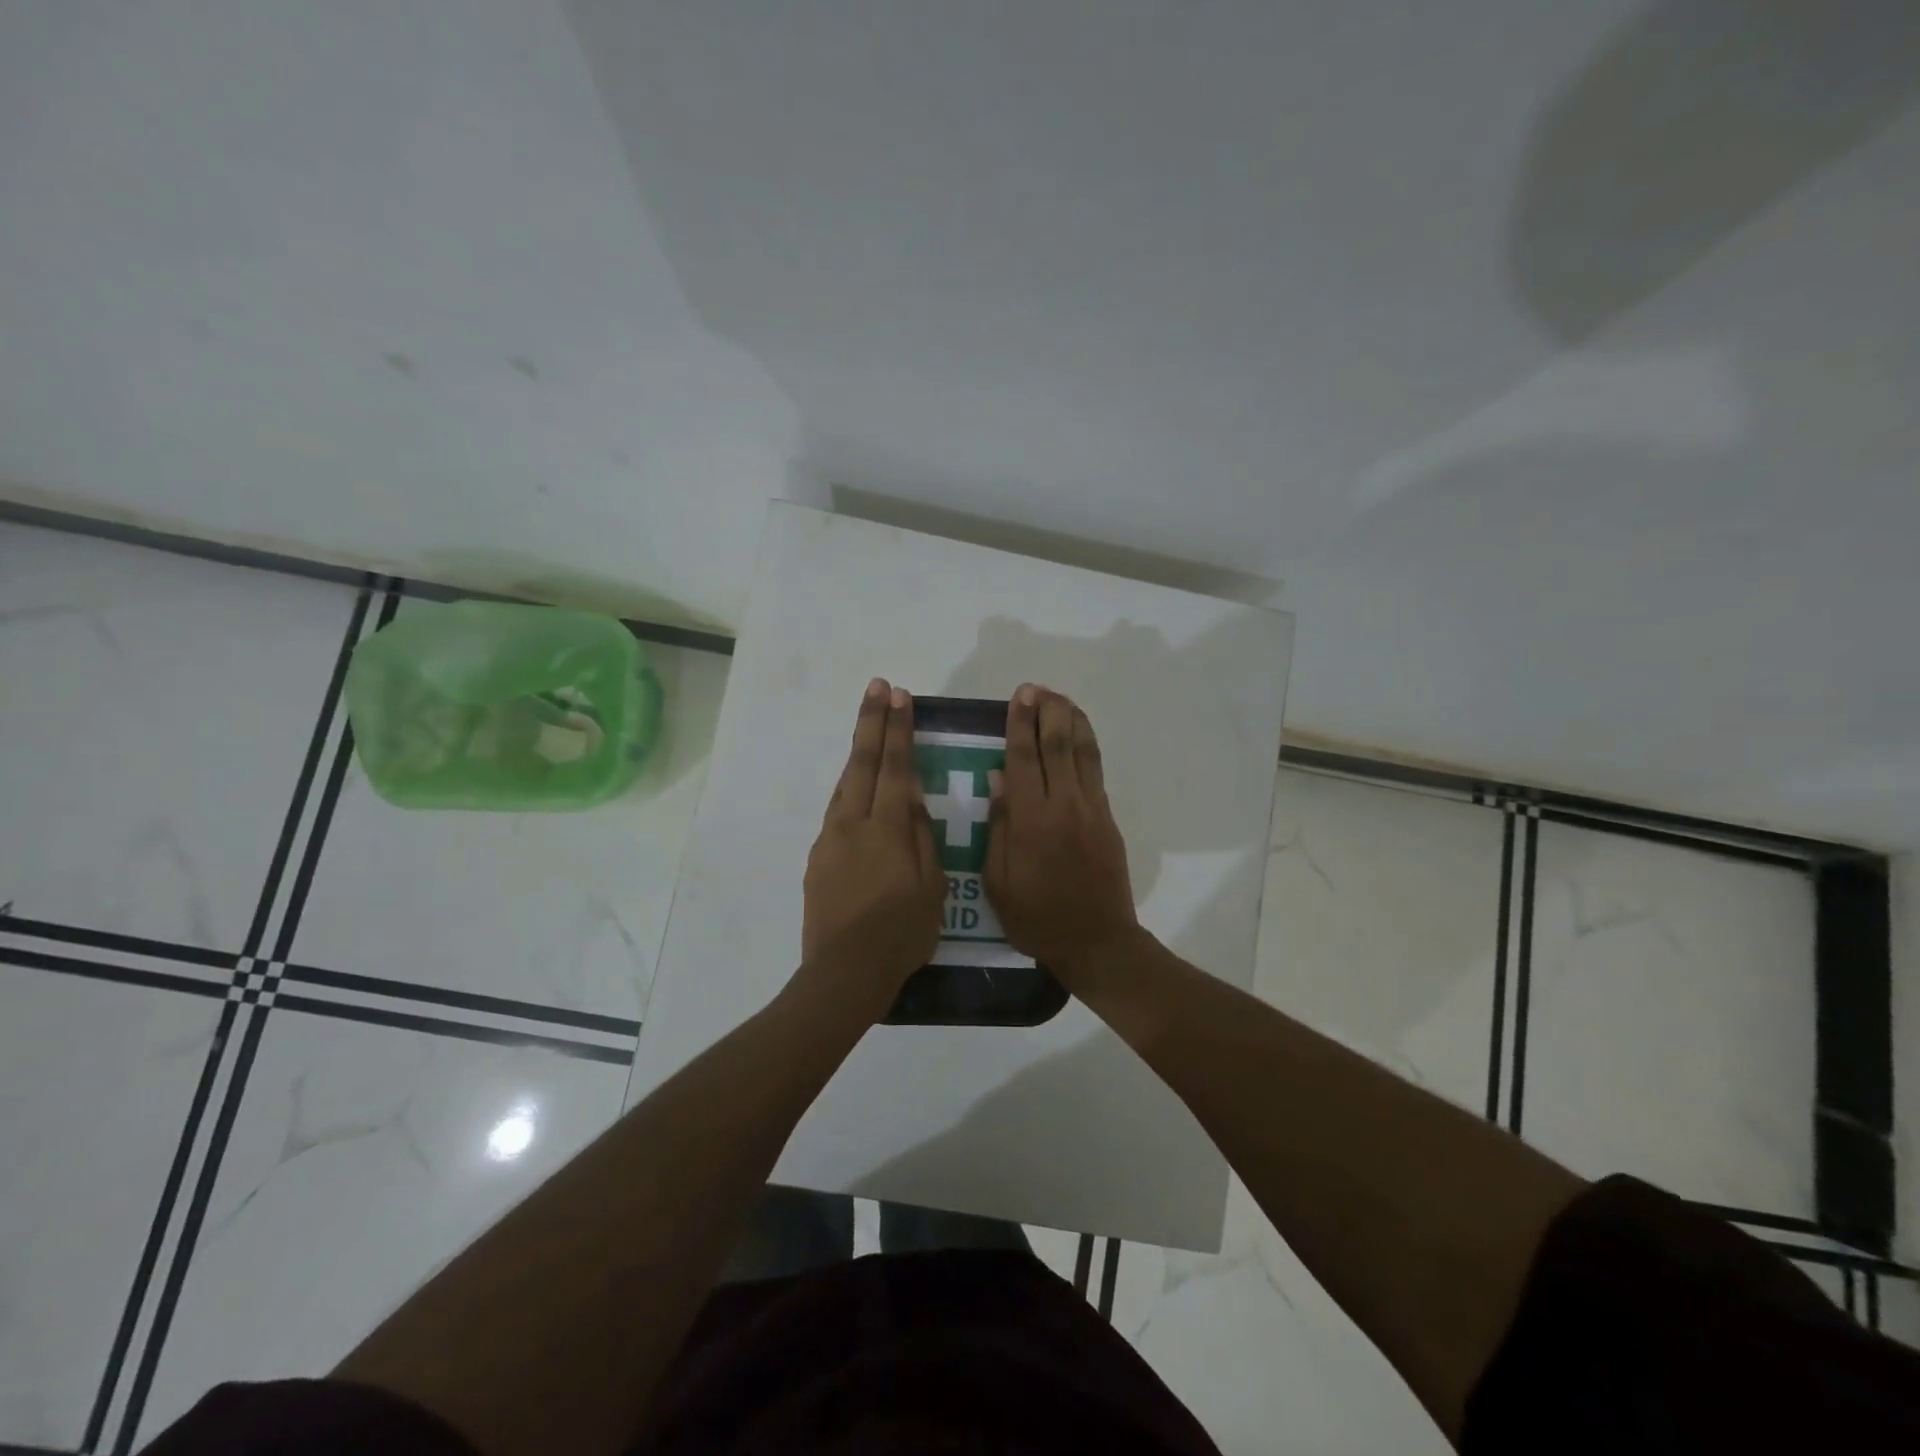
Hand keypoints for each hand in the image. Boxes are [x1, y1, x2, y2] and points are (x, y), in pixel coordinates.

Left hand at [800, 678, 945, 1019]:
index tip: (899, 696)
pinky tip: (858, 794)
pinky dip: (849, 791)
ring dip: (858, 753)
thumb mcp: (931, 886)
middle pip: (861, 763)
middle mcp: (852, 824)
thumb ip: (920, 834)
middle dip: (872, 722)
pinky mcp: (818, 859)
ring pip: (845, 785)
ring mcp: (830, 840)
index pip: (894, 766)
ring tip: (869, 729)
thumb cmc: (901, 933)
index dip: (897, 729)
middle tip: (878, 688)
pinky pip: (837, 813)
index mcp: (885, 828)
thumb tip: (911, 793)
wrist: (844, 973)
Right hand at [984, 685, 1139, 981]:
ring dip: (1072, 720)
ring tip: (1060, 699)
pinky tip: (1079, 734)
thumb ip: (999, 827)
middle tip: (1037, 689)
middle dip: (1047, 712)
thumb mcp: (999, 882)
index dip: (1020, 724)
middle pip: (1057, 745)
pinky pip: (1096, 771)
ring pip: (1083, 752)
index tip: (1018, 697)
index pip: (1023, 758)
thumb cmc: (1037, 918)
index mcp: (1031, 820)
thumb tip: (998, 779)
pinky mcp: (1108, 819)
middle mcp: (1064, 805)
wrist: (1097, 941)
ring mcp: (1091, 809)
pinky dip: (1088, 745)